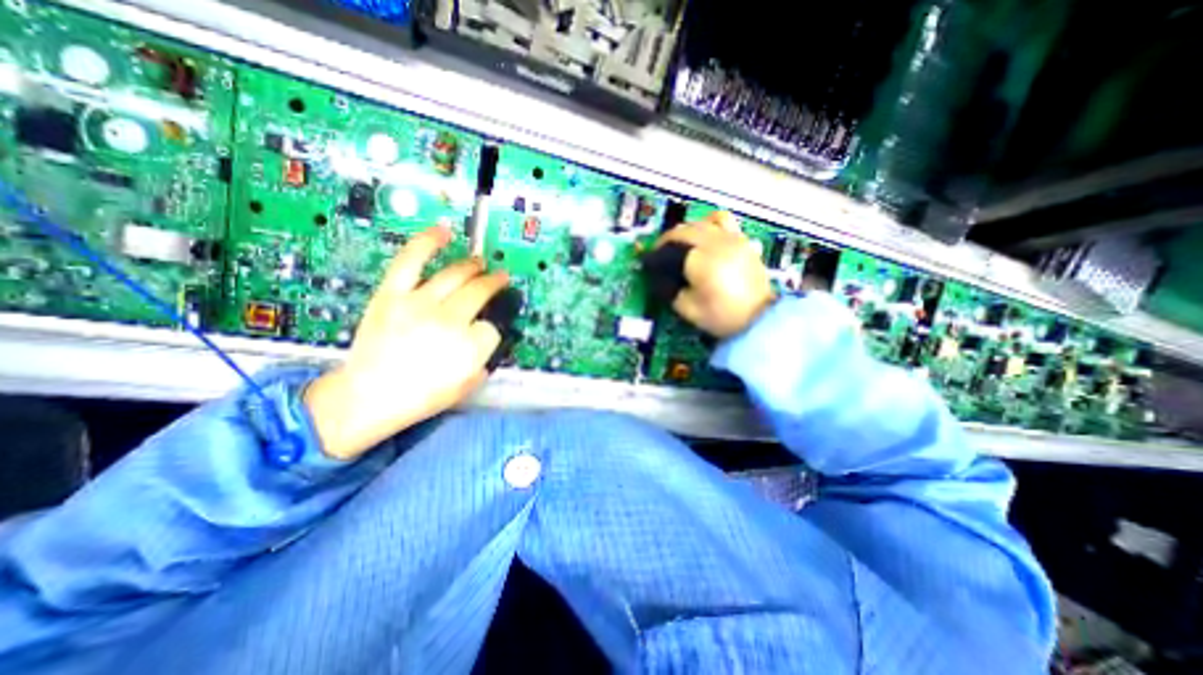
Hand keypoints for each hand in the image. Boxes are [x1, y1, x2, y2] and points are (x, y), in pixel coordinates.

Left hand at [306, 223, 506, 461]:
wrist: (368, 397)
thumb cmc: (421, 397)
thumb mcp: (466, 386)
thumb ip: (483, 359)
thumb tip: (486, 336)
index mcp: (469, 347)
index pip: (491, 327)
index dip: (489, 329)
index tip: (482, 332)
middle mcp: (449, 320)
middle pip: (480, 292)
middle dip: (494, 283)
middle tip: (501, 278)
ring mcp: (419, 303)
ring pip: (455, 275)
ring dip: (473, 266)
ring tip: (481, 263)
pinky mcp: (393, 294)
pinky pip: (411, 260)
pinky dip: (427, 242)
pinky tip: (444, 230)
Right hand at [653, 210, 774, 337]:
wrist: (759, 318)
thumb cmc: (721, 316)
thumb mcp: (687, 309)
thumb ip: (669, 290)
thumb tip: (658, 277)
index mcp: (700, 261)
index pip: (670, 249)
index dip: (655, 255)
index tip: (648, 262)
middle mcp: (715, 243)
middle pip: (683, 231)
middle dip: (667, 241)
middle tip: (660, 255)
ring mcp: (731, 238)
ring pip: (700, 222)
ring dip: (685, 231)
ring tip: (681, 244)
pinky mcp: (741, 240)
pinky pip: (722, 220)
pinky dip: (708, 223)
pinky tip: (705, 235)